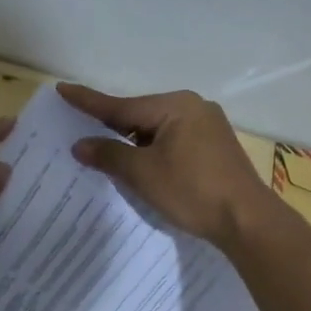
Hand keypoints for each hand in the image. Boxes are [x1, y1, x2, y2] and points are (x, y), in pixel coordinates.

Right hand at [59, 84, 271, 246]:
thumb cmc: (192, 191)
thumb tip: (80, 145)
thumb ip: (109, 155)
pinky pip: (172, 141)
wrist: (248, 221)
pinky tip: (139, 163)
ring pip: (156, 130)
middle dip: (110, 125)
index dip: (88, 101)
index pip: (120, 105)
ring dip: (131, 141)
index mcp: (175, 106)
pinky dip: (151, 150)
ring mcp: (208, 127)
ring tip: (104, 150)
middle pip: (139, 115)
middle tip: (79, 126)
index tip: (63, 89)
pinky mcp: (215, 148)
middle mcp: (193, 108)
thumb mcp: (143, 174)